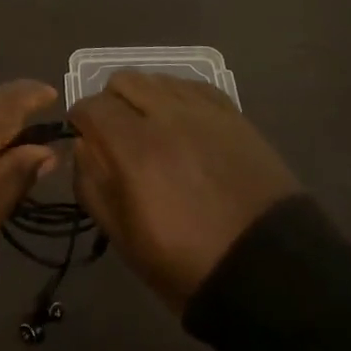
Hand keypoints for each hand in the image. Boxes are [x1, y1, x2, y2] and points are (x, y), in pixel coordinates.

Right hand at [70, 71, 299, 314]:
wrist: (270, 272)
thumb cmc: (187, 264)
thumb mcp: (123, 237)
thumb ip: (92, 184)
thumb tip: (82, 146)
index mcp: (134, 148)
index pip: (92, 106)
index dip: (79, 118)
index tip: (82, 135)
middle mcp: (167, 116)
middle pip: (123, 80)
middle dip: (110, 101)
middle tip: (115, 131)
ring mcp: (204, 112)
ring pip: (158, 78)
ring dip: (144, 96)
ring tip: (150, 126)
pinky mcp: (234, 115)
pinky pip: (193, 86)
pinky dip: (177, 96)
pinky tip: (182, 122)